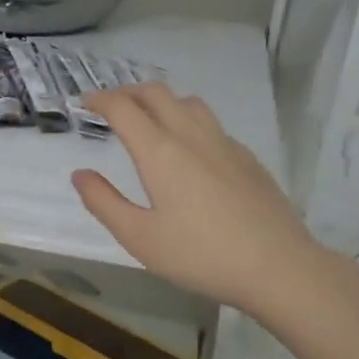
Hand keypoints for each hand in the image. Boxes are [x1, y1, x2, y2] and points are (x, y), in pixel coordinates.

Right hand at [71, 83, 336, 318]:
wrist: (278, 266)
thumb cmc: (200, 256)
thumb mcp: (139, 237)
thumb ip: (104, 202)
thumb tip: (80, 174)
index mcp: (160, 152)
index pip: (123, 108)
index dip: (99, 99)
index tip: (83, 103)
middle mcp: (192, 136)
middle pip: (156, 93)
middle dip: (127, 92)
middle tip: (109, 107)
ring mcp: (224, 144)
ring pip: (188, 103)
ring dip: (160, 101)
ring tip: (148, 120)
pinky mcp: (247, 158)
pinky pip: (211, 124)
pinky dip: (188, 121)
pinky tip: (189, 150)